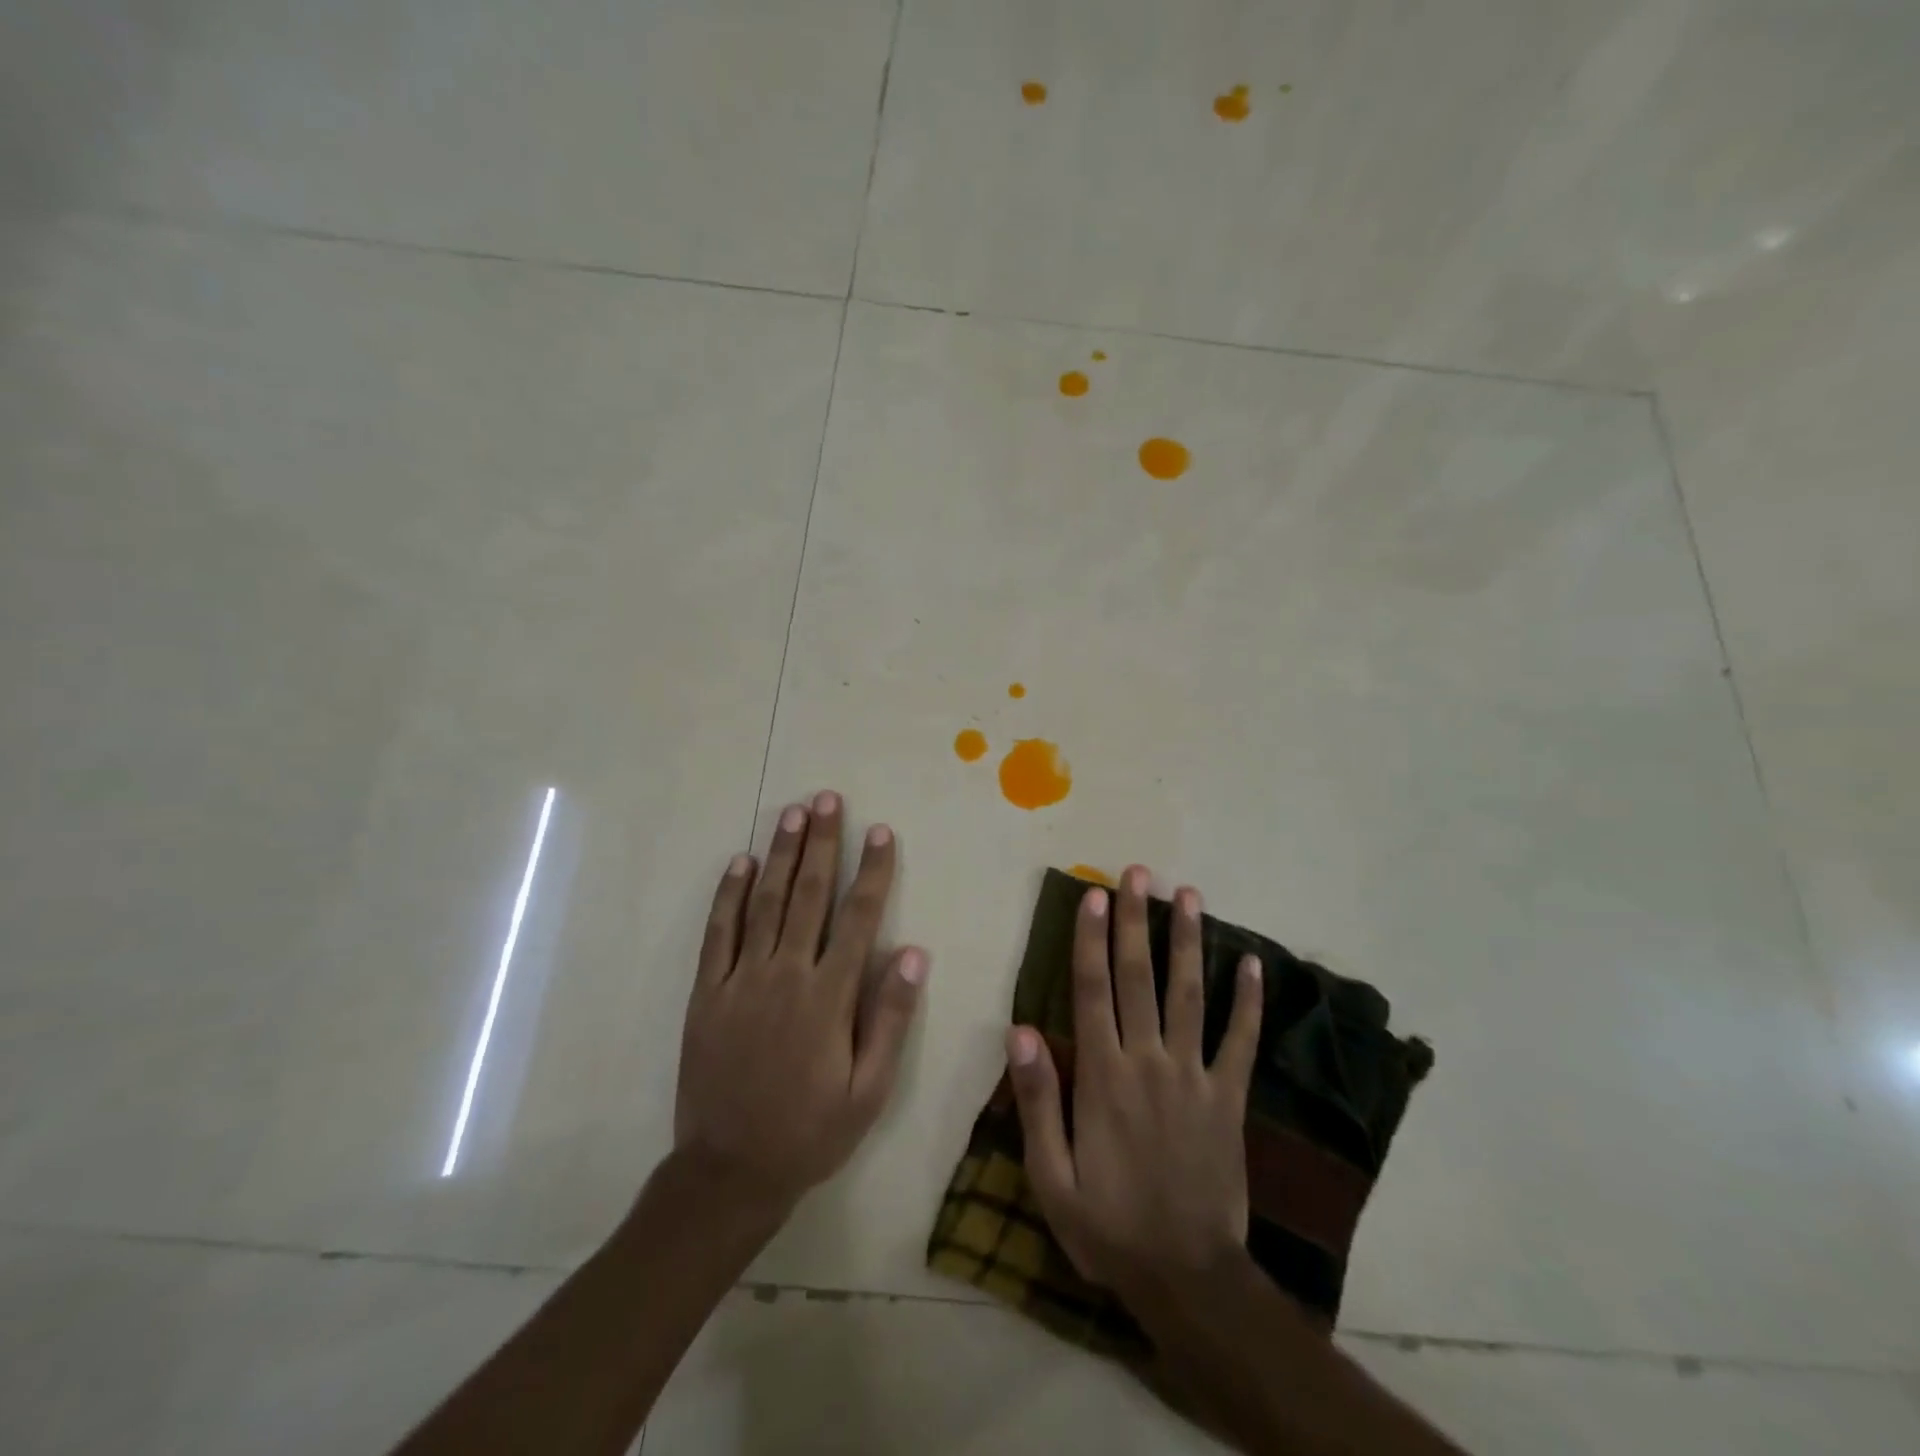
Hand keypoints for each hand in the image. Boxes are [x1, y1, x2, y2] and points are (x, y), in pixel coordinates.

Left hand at [673, 790, 927, 1217]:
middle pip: (807, 895)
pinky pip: (718, 934)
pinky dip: (728, 895)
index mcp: (829, 996)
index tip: (880, 832)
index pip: (858, 917)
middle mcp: (786, 975)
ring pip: (763, 903)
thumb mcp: (869, 1091)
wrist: (729, 1171)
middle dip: (821, 843)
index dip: (872, 870)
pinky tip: (739, 863)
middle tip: (826, 799)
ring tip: (791, 814)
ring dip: (780, 855)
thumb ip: (890, 1020)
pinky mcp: (707, 993)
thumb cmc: (811, 1131)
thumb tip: (913, 954)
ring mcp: (741, 980)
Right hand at [1006, 866, 1262, 1302]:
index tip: (1093, 895)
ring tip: (1188, 894)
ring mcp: (1195, 1076)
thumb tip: (1019, 1031)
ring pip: (1190, 993)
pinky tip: (1252, 962)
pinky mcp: (1230, 1097)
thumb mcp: (1051, 1177)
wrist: (1187, 1277)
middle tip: (1138, 873)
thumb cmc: (1108, 1225)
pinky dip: (1249, 1001)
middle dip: (1136, 920)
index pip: (1092, 990)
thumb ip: (1037, 1100)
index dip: (1090, 938)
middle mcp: (1149, 1060)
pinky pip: (1241, 1040)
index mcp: (1103, 1075)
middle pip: (1139, 976)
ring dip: (1187, 941)